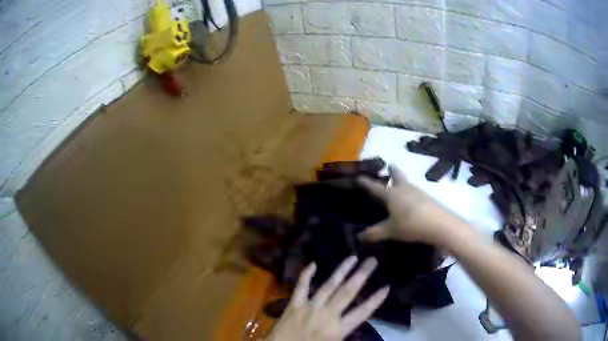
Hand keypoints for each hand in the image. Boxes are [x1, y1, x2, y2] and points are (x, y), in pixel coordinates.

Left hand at [267, 256, 388, 340]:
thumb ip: (346, 332)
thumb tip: (358, 318)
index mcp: (338, 329)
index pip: (362, 313)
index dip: (375, 300)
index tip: (386, 286)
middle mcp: (326, 315)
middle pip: (348, 293)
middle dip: (361, 275)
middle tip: (372, 260)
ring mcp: (309, 307)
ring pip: (328, 286)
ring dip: (341, 271)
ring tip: (353, 257)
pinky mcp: (294, 304)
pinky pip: (301, 287)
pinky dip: (306, 275)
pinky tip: (313, 263)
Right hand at [358, 165, 469, 246]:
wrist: (439, 224)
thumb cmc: (410, 225)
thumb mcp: (390, 231)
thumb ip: (374, 233)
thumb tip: (358, 237)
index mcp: (391, 194)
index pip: (375, 186)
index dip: (365, 182)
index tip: (358, 176)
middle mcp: (403, 188)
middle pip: (396, 174)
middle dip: (390, 169)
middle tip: (386, 167)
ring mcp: (417, 191)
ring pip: (406, 182)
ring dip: (399, 181)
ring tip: (395, 186)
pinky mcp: (426, 197)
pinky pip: (413, 190)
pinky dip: (408, 191)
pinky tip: (408, 201)